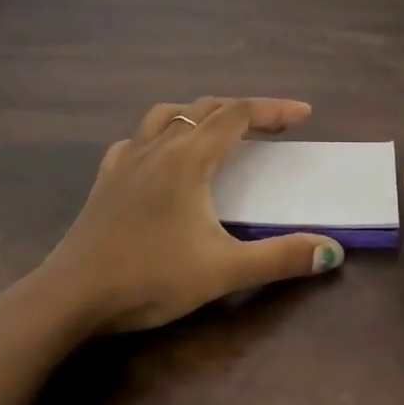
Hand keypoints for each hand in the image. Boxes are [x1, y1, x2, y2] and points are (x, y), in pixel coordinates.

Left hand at [32, 96, 344, 333]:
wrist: (71, 296)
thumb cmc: (150, 278)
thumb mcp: (223, 271)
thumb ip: (280, 258)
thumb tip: (332, 250)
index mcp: (189, 157)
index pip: (239, 114)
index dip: (274, 109)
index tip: (304, 114)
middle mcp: (159, 146)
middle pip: (208, 108)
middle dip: (246, 110)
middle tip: (275, 126)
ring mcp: (127, 159)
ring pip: (169, 114)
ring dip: (201, 113)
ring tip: (219, 129)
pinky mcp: (106, 178)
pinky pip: (138, 138)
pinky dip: (161, 135)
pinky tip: (161, 156)